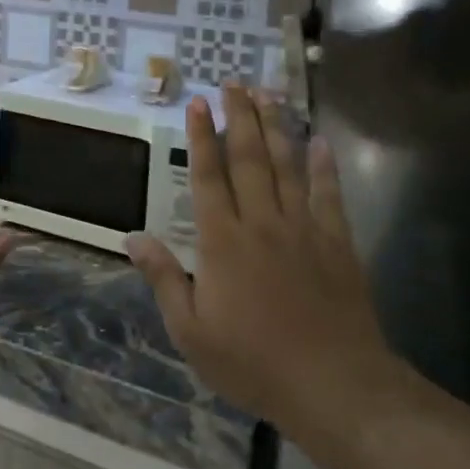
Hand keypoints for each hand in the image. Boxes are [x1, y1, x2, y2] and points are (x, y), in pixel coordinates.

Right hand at [126, 85, 399, 445]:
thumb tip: (132, 238)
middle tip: (234, 82)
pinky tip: (320, 142)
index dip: (201, 137)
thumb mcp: (191, 331)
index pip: (208, 177)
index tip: (198, 102)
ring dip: (276, 127)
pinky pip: (329, 195)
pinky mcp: (337, 243)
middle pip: (249, 159)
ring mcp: (303, 229)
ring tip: (268, 94)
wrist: (333, 385)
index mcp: (223, 242)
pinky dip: (324, 167)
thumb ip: (163, 279)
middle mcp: (262, 223)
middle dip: (239, 117)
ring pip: (287, 166)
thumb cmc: (253, 362)